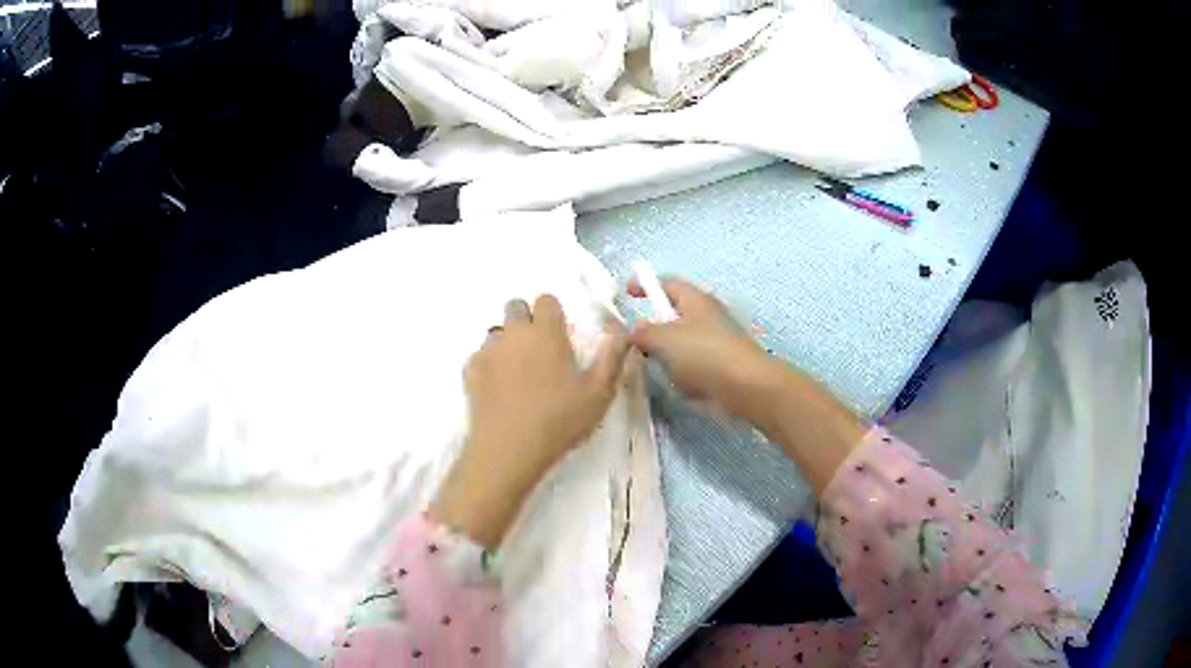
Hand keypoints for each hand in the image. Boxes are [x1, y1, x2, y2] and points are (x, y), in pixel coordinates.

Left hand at [430, 295, 629, 548]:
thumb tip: (618, 326)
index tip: (561, 336)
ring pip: (497, 332)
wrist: (508, 451)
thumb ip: (612, 354)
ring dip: (508, 343)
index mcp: (546, 333)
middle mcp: (514, 333)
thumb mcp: (599, 392)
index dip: (554, 313)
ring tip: (520, 374)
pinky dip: (490, 365)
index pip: (546, 299)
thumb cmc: (559, 421)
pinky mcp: (470, 371)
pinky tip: (499, 390)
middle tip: (541, 352)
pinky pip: (480, 356)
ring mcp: (488, 351)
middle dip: (527, 320)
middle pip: (515, 307)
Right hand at [626, 277, 781, 425]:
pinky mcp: (721, 366)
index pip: (667, 284)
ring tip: (654, 367)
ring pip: (683, 343)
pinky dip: (683, 374)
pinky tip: (679, 385)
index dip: (647, 285)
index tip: (627, 293)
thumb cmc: (703, 354)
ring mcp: (716, 342)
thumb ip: (643, 333)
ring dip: (668, 354)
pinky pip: (694, 365)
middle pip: (675, 315)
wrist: (745, 387)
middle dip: (655, 327)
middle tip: (636, 341)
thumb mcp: (664, 339)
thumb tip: (635, 330)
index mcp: (695, 300)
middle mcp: (707, 316)